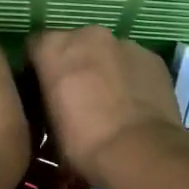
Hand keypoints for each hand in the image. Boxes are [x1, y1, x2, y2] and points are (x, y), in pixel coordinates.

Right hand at [28, 26, 186, 188]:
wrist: (140, 152)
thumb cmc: (83, 143)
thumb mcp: (49, 126)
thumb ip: (48, 100)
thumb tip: (55, 103)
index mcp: (53, 47)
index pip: (36, 46)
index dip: (38, 68)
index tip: (43, 90)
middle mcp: (88, 35)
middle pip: (74, 44)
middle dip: (74, 64)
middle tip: (78, 96)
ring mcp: (125, 43)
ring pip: (107, 52)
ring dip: (104, 69)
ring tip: (110, 102)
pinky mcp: (153, 57)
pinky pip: (134, 63)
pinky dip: (130, 77)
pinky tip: (134, 104)